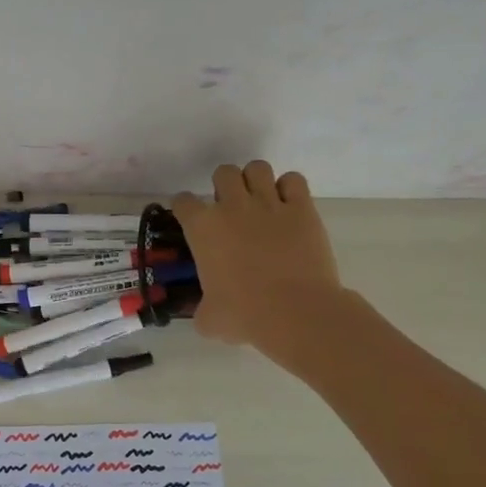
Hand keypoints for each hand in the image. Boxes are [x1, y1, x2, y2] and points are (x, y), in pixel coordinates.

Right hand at [172, 161, 345, 370]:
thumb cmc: (244, 315)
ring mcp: (269, 204)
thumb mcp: (209, 319)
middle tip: (231, 210)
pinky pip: (294, 181)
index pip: (183, 201)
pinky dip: (290, 189)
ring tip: (260, 201)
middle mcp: (232, 207)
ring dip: (256, 181)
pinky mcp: (302, 209)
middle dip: (224, 187)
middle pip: (223, 173)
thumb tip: (205, 313)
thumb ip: (202, 308)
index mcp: (202, 228)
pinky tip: (289, 206)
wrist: (295, 312)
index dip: (186, 210)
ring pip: (257, 168)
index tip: (192, 221)